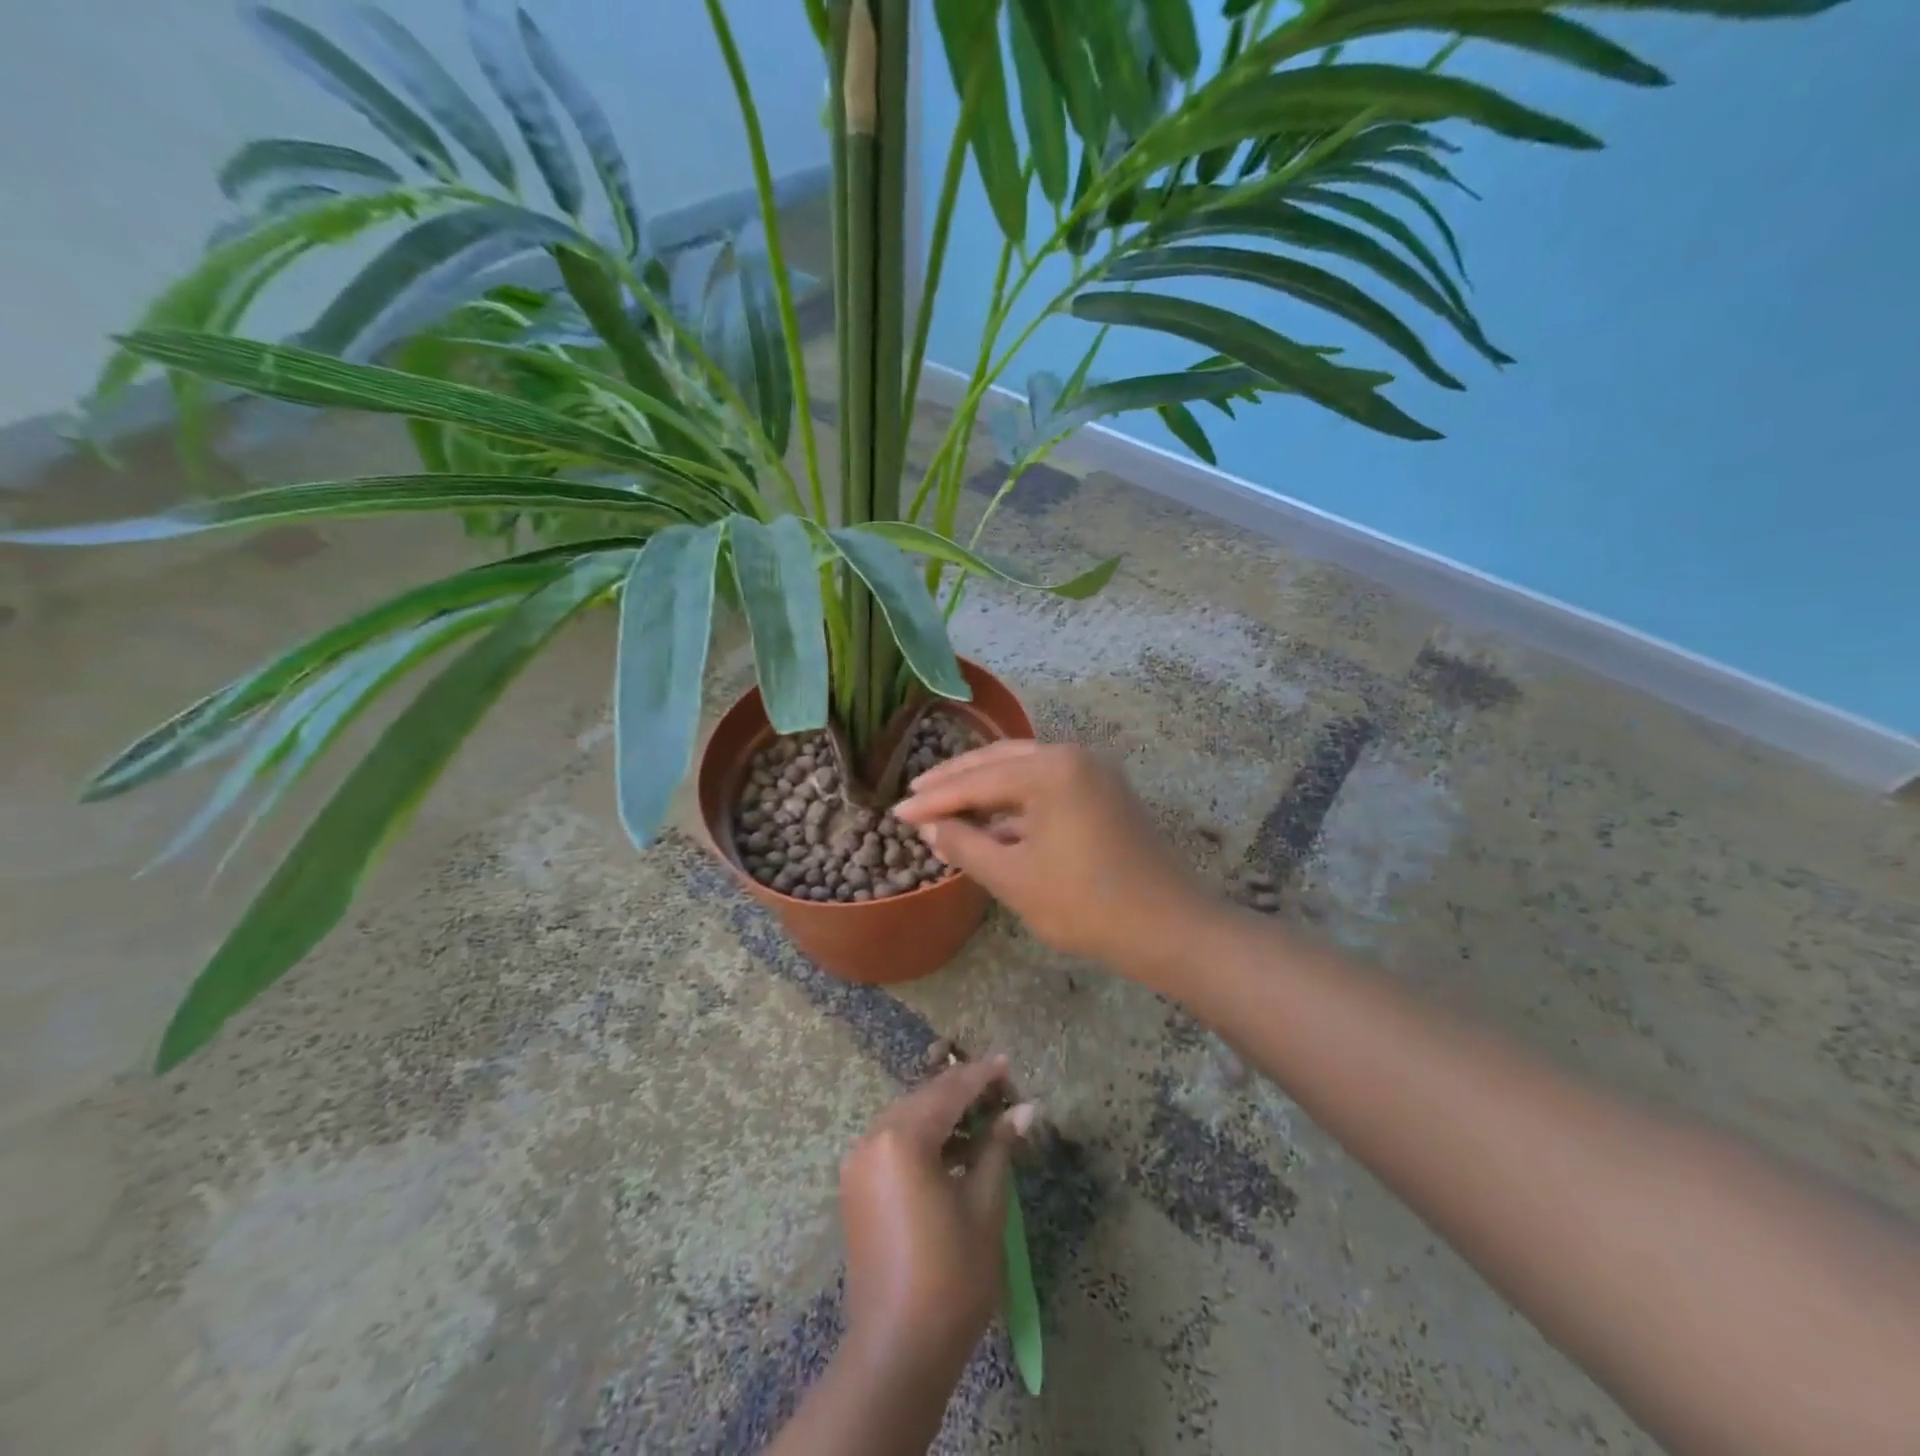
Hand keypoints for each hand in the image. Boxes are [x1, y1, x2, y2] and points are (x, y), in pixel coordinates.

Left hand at [839, 1056, 1035, 1371]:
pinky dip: (924, 1140)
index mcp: (901, 1139)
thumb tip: (1026, 1109)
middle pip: (924, 1100)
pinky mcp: (856, 1187)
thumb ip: (998, 1147)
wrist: (896, 1352)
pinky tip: (954, 1150)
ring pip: (907, 1120)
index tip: (1007, 1064)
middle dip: (962, 1093)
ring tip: (984, 1119)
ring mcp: (858, 1164)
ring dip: (943, 1116)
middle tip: (1001, 1092)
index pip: (948, 1092)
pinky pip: (894, 1144)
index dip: (980, 1076)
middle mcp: (872, 1139)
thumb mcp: (984, 1206)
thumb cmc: (951, 1277)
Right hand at [894, 741, 1208, 969]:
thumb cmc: (1085, 904)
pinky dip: (1015, 804)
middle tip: (916, 793)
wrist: (1170, 929)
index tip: (896, 812)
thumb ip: (964, 846)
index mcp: (1051, 769)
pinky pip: (1047, 788)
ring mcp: (1093, 773)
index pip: (978, 780)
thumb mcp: (1013, 878)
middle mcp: (1073, 757)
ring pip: (1024, 773)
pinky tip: (990, 824)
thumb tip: (930, 828)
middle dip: (956, 780)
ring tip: (945, 805)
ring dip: (985, 789)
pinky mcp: (1104, 794)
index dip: (934, 799)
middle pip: (1000, 761)